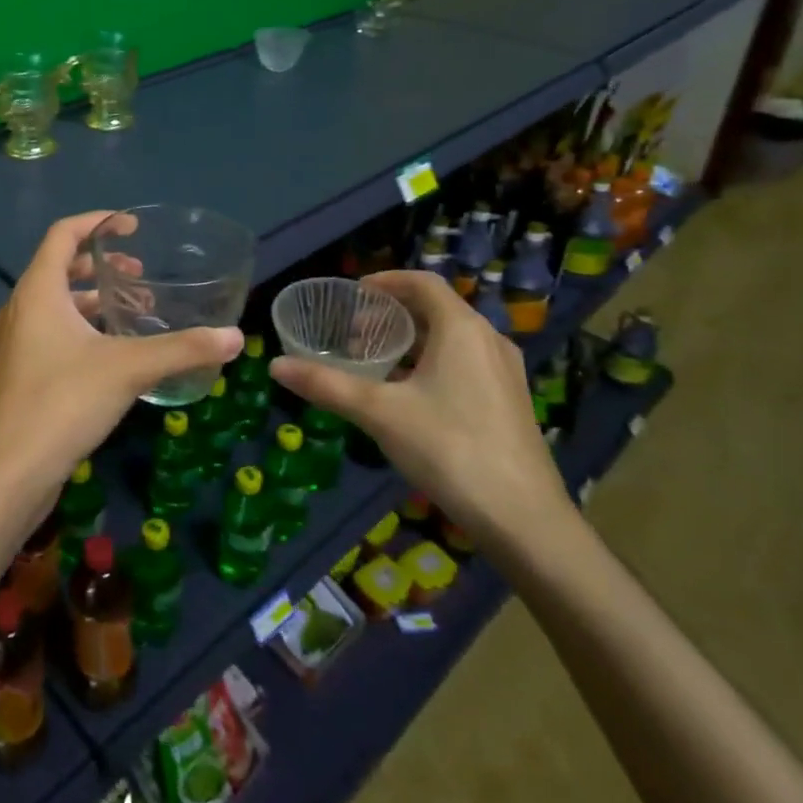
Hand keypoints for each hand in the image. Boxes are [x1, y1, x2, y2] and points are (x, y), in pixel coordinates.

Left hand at [0, 212, 243, 510]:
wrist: (8, 473)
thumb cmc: (63, 402)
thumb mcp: (129, 369)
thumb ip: (183, 349)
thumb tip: (235, 337)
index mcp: (38, 290)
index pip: (63, 234)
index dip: (97, 221)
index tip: (131, 227)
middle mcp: (22, 308)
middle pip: (60, 267)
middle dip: (101, 265)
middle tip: (140, 275)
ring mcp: (18, 342)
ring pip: (58, 304)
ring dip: (95, 300)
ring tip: (137, 313)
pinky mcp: (22, 373)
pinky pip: (54, 332)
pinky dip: (85, 328)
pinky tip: (116, 355)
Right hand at [268, 270, 568, 553]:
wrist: (525, 521)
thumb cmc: (450, 449)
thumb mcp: (379, 413)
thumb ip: (327, 385)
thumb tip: (276, 366)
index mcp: (462, 329)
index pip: (422, 283)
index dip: (386, 281)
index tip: (353, 294)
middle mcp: (488, 341)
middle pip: (436, 309)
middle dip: (392, 314)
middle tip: (353, 331)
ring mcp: (504, 373)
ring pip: (451, 339)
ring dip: (412, 340)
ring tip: (375, 361)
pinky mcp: (509, 402)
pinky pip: (465, 363)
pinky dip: (432, 363)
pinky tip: (408, 396)